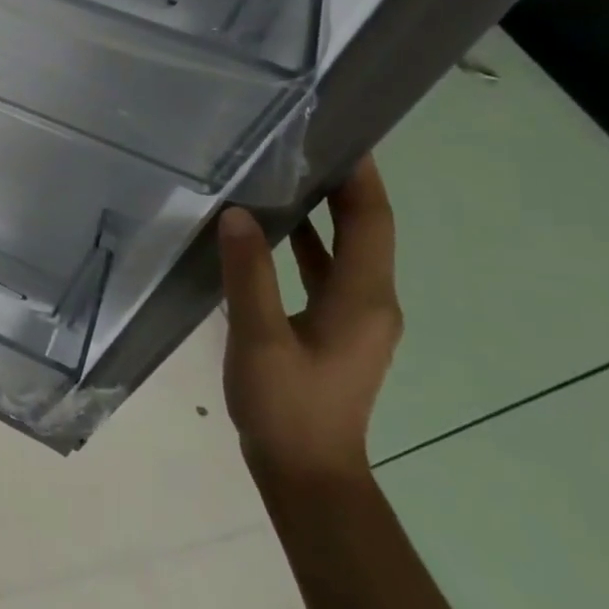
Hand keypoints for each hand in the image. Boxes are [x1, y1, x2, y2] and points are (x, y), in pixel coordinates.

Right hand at [217, 156, 399, 482]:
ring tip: (283, 174)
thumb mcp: (260, 338)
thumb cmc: (287, 406)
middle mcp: (370, 301)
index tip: (343, 133)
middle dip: (340, 184)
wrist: (308, 476)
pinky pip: (327, 271)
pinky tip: (270, 232)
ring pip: (345, 249)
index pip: (371, 221)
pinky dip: (307, 243)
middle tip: (301, 143)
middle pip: (364, 229)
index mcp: (362, 298)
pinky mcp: (335, 329)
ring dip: (323, 212)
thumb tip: (238, 214)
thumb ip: (249, 274)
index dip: (362, 176)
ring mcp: (355, 318)